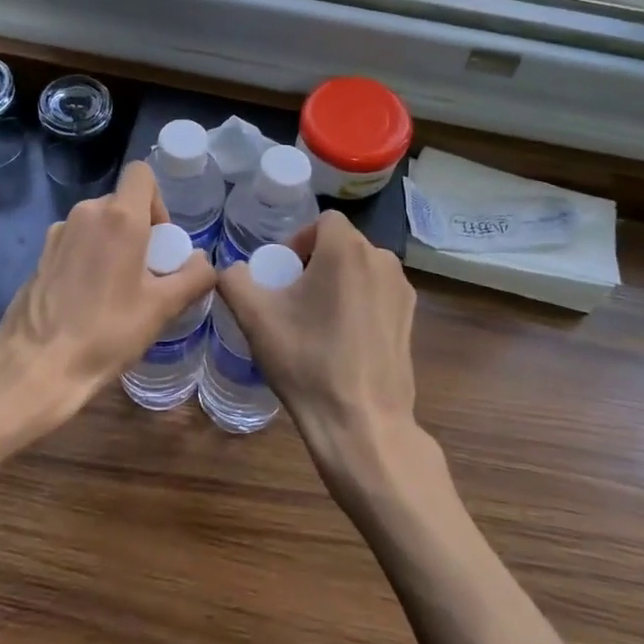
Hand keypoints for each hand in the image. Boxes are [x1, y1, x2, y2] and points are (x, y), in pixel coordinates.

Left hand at [0, 161, 215, 430]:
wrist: (37, 365)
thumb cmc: (106, 332)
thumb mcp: (162, 308)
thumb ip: (193, 277)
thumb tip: (204, 262)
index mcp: (118, 217)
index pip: (141, 173)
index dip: (158, 200)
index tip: (160, 240)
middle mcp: (85, 213)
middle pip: (121, 202)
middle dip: (139, 228)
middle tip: (146, 273)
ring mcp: (58, 233)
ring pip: (97, 224)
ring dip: (113, 244)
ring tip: (117, 290)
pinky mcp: (41, 255)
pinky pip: (76, 242)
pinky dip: (89, 258)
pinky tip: (88, 299)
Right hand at [215, 211, 420, 477]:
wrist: (361, 423)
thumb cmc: (307, 361)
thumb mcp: (254, 317)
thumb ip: (233, 279)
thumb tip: (232, 270)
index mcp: (347, 250)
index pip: (323, 220)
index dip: (298, 239)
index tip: (282, 274)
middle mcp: (382, 260)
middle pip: (342, 244)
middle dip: (315, 261)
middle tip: (293, 298)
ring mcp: (402, 291)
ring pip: (361, 269)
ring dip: (337, 282)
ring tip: (316, 320)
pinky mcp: (411, 319)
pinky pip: (377, 294)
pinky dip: (358, 303)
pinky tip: (343, 340)